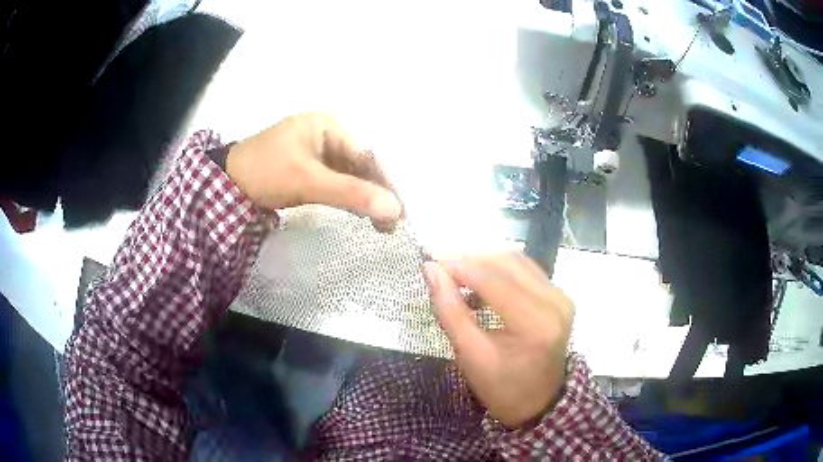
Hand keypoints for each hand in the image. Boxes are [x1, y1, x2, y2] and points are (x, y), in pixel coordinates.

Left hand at [226, 113, 401, 227]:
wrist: (224, 185)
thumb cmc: (265, 171)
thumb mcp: (308, 181)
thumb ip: (351, 193)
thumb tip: (395, 211)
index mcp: (330, 125)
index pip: (368, 154)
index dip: (387, 182)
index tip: (401, 211)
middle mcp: (328, 134)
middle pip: (362, 164)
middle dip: (377, 192)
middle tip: (392, 223)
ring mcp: (319, 151)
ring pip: (352, 175)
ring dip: (365, 198)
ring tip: (381, 225)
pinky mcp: (310, 168)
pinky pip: (338, 181)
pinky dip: (349, 198)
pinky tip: (360, 214)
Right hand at [422, 253, 573, 427]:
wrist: (538, 402)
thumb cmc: (501, 387)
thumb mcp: (470, 355)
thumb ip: (450, 310)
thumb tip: (431, 270)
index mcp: (536, 323)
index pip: (494, 281)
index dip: (460, 266)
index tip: (430, 259)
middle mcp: (555, 301)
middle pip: (507, 263)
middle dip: (469, 258)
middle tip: (439, 262)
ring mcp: (561, 296)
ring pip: (516, 261)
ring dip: (483, 261)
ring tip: (455, 270)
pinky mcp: (559, 295)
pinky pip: (525, 270)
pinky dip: (499, 269)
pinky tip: (479, 279)